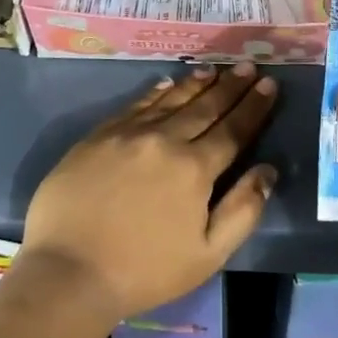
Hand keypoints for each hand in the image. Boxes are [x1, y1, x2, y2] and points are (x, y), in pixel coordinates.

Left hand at [22, 63, 277, 325]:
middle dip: (230, 86)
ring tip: (213, 69)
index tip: (269, 84)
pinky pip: (135, 105)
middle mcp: (164, 140)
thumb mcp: (207, 254)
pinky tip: (166, 83)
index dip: (253, 107)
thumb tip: (268, 171)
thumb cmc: (144, 271)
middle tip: (247, 66)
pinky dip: (155, 91)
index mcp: (194, 169)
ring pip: (170, 100)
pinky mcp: (98, 136)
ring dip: (196, 84)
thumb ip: (242, 210)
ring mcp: (128, 134)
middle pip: (204, 107)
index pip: (233, 130)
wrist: (68, 271)